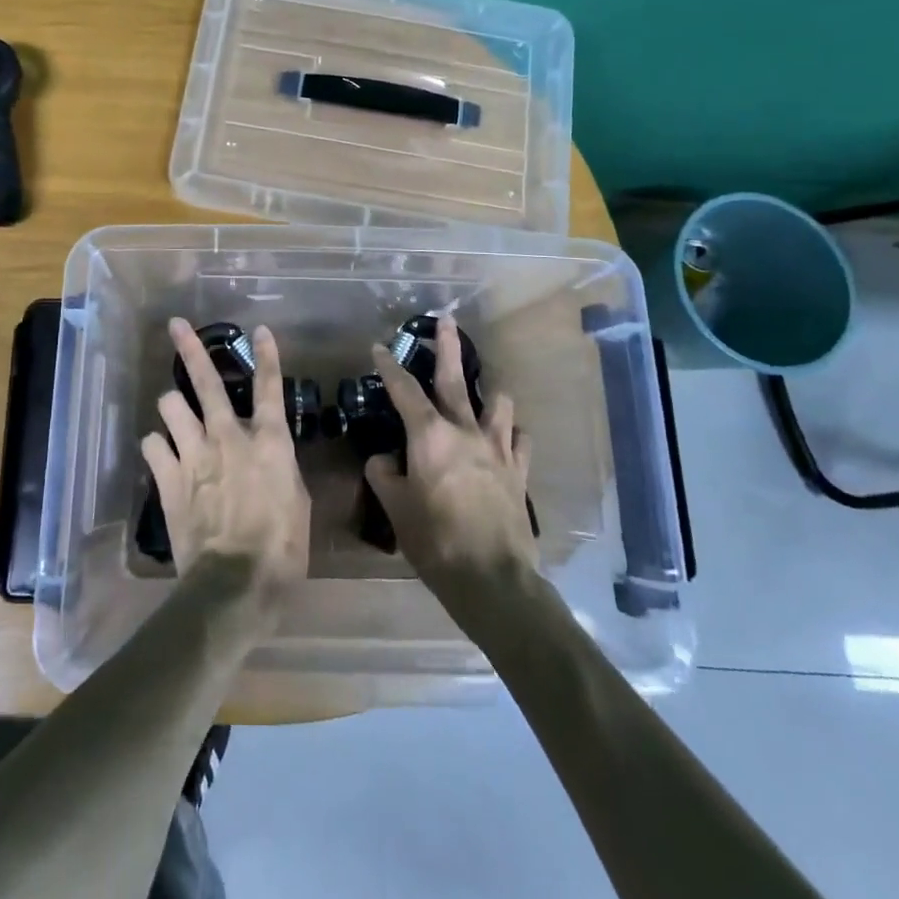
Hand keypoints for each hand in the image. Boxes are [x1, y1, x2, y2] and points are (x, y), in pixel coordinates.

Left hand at [142, 319, 310, 606]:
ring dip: (172, 406)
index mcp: (269, 442)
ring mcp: (194, 455)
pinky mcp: (168, 479)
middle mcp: (228, 437)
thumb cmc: (282, 549)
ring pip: (170, 406)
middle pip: (207, 382)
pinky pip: (152, 445)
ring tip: (174, 413)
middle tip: (176, 324)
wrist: (235, 584)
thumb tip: (270, 458)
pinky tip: (161, 454)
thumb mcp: (297, 504)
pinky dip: (157, 446)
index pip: (270, 388)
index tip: (260, 330)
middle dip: (190, 348)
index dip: (267, 356)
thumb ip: (280, 470)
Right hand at [365, 314, 535, 585]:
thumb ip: (384, 475)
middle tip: (447, 320)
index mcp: (429, 435)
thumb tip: (385, 460)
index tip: (378, 346)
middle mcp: (465, 430)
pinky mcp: (519, 471)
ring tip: (484, 391)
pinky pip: (521, 440)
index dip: (388, 365)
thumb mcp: (395, 508)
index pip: (404, 389)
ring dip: (489, 392)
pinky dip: (513, 433)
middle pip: (455, 378)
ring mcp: (498, 448)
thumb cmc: (434, 539)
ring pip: (498, 403)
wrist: (491, 578)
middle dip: (448, 346)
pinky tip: (508, 438)